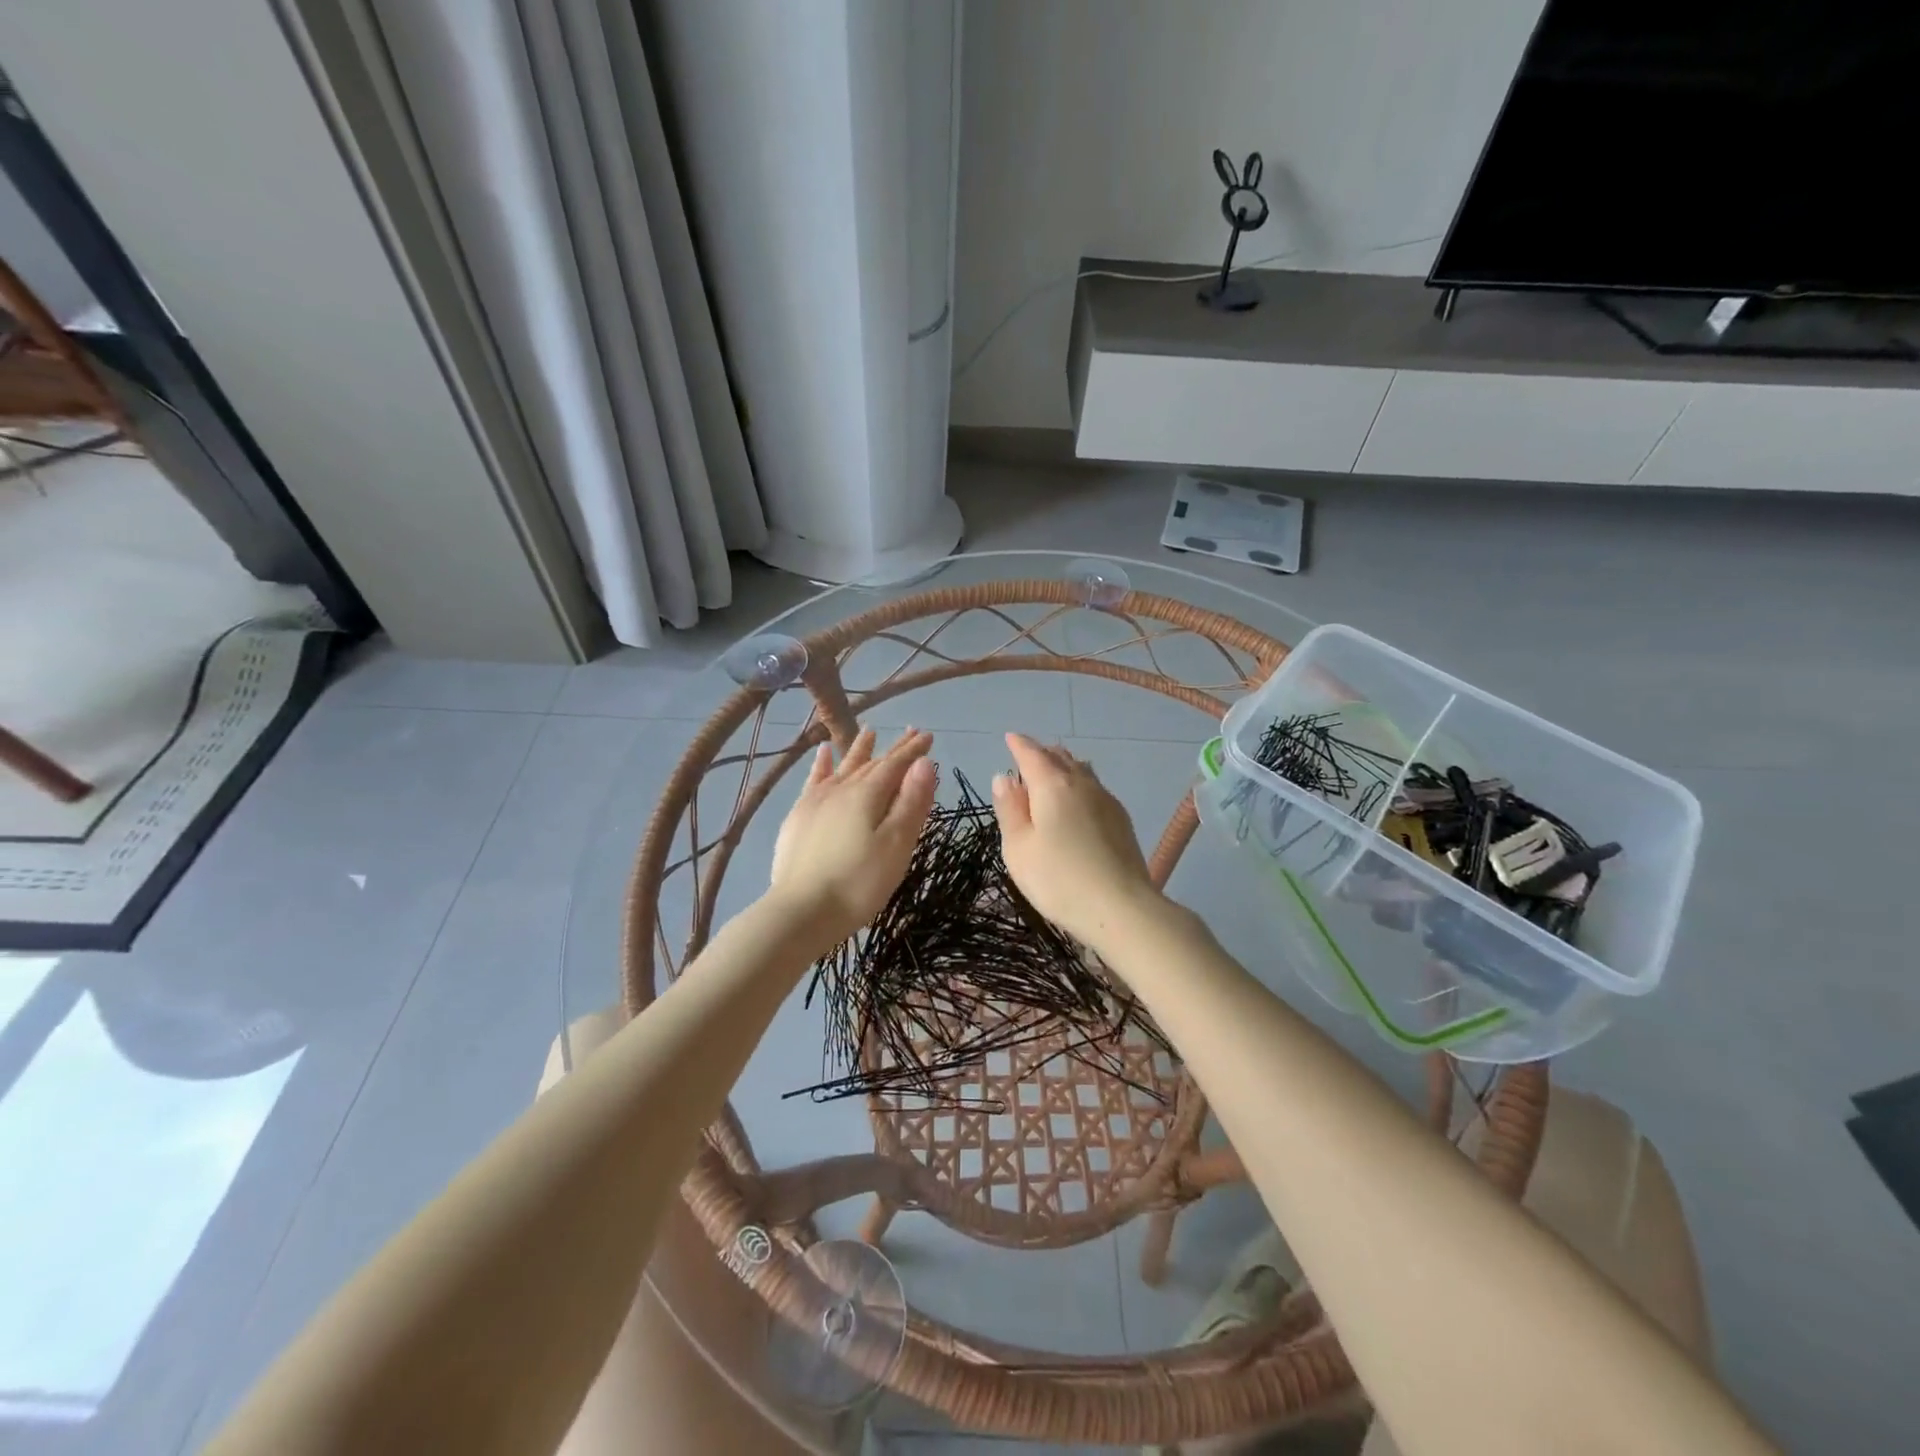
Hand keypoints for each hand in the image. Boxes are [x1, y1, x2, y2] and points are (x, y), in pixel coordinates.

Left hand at [769, 727, 936, 948]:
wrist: (801, 911)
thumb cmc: (859, 883)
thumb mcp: (896, 846)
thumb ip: (911, 803)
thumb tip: (924, 763)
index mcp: (868, 795)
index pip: (896, 764)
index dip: (914, 750)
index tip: (928, 735)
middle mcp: (841, 788)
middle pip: (872, 763)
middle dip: (893, 749)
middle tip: (910, 733)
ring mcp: (816, 801)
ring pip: (843, 767)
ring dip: (859, 750)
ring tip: (868, 732)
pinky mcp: (798, 816)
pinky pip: (813, 780)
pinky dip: (821, 764)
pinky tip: (823, 753)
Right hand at [990, 732, 1162, 951]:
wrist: (1121, 908)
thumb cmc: (1058, 880)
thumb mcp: (1018, 848)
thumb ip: (1009, 809)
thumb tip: (1004, 777)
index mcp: (1052, 785)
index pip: (1031, 754)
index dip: (1018, 745)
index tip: (1010, 738)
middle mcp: (1082, 783)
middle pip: (1060, 757)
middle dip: (1042, 753)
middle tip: (1028, 755)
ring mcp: (1106, 800)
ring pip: (1081, 770)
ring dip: (1064, 766)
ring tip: (1053, 772)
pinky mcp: (1121, 819)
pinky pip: (1095, 788)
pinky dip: (1080, 784)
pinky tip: (1078, 799)